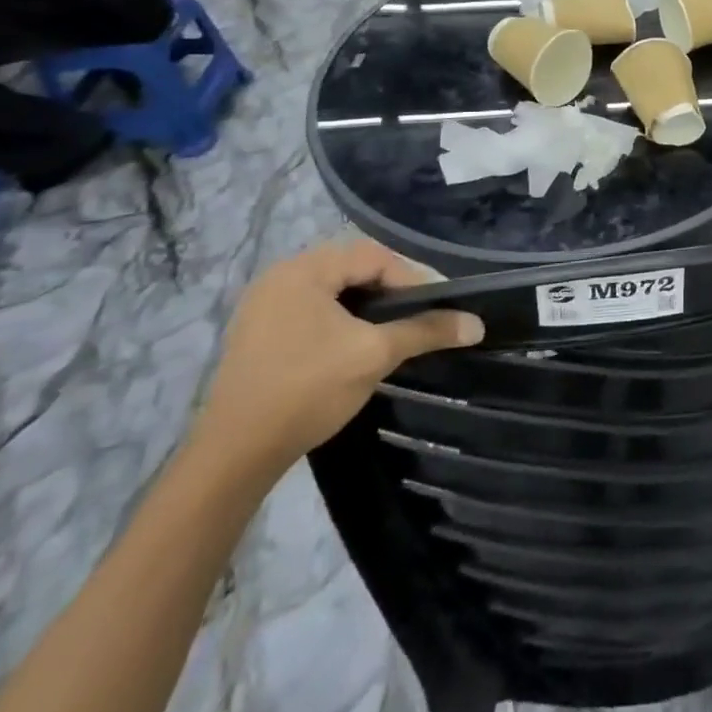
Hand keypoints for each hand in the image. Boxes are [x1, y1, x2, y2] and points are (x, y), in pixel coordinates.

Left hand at [195, 240, 481, 474]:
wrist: (235, 455)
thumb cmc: (307, 390)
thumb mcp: (375, 355)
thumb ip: (425, 330)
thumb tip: (476, 324)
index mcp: (303, 270)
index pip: (373, 256)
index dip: (412, 278)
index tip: (436, 308)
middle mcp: (280, 277)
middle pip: (352, 269)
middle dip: (390, 290)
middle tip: (417, 317)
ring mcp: (264, 305)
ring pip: (334, 291)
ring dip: (367, 306)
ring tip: (392, 331)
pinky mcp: (259, 333)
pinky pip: (313, 310)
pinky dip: (341, 320)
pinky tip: (355, 345)